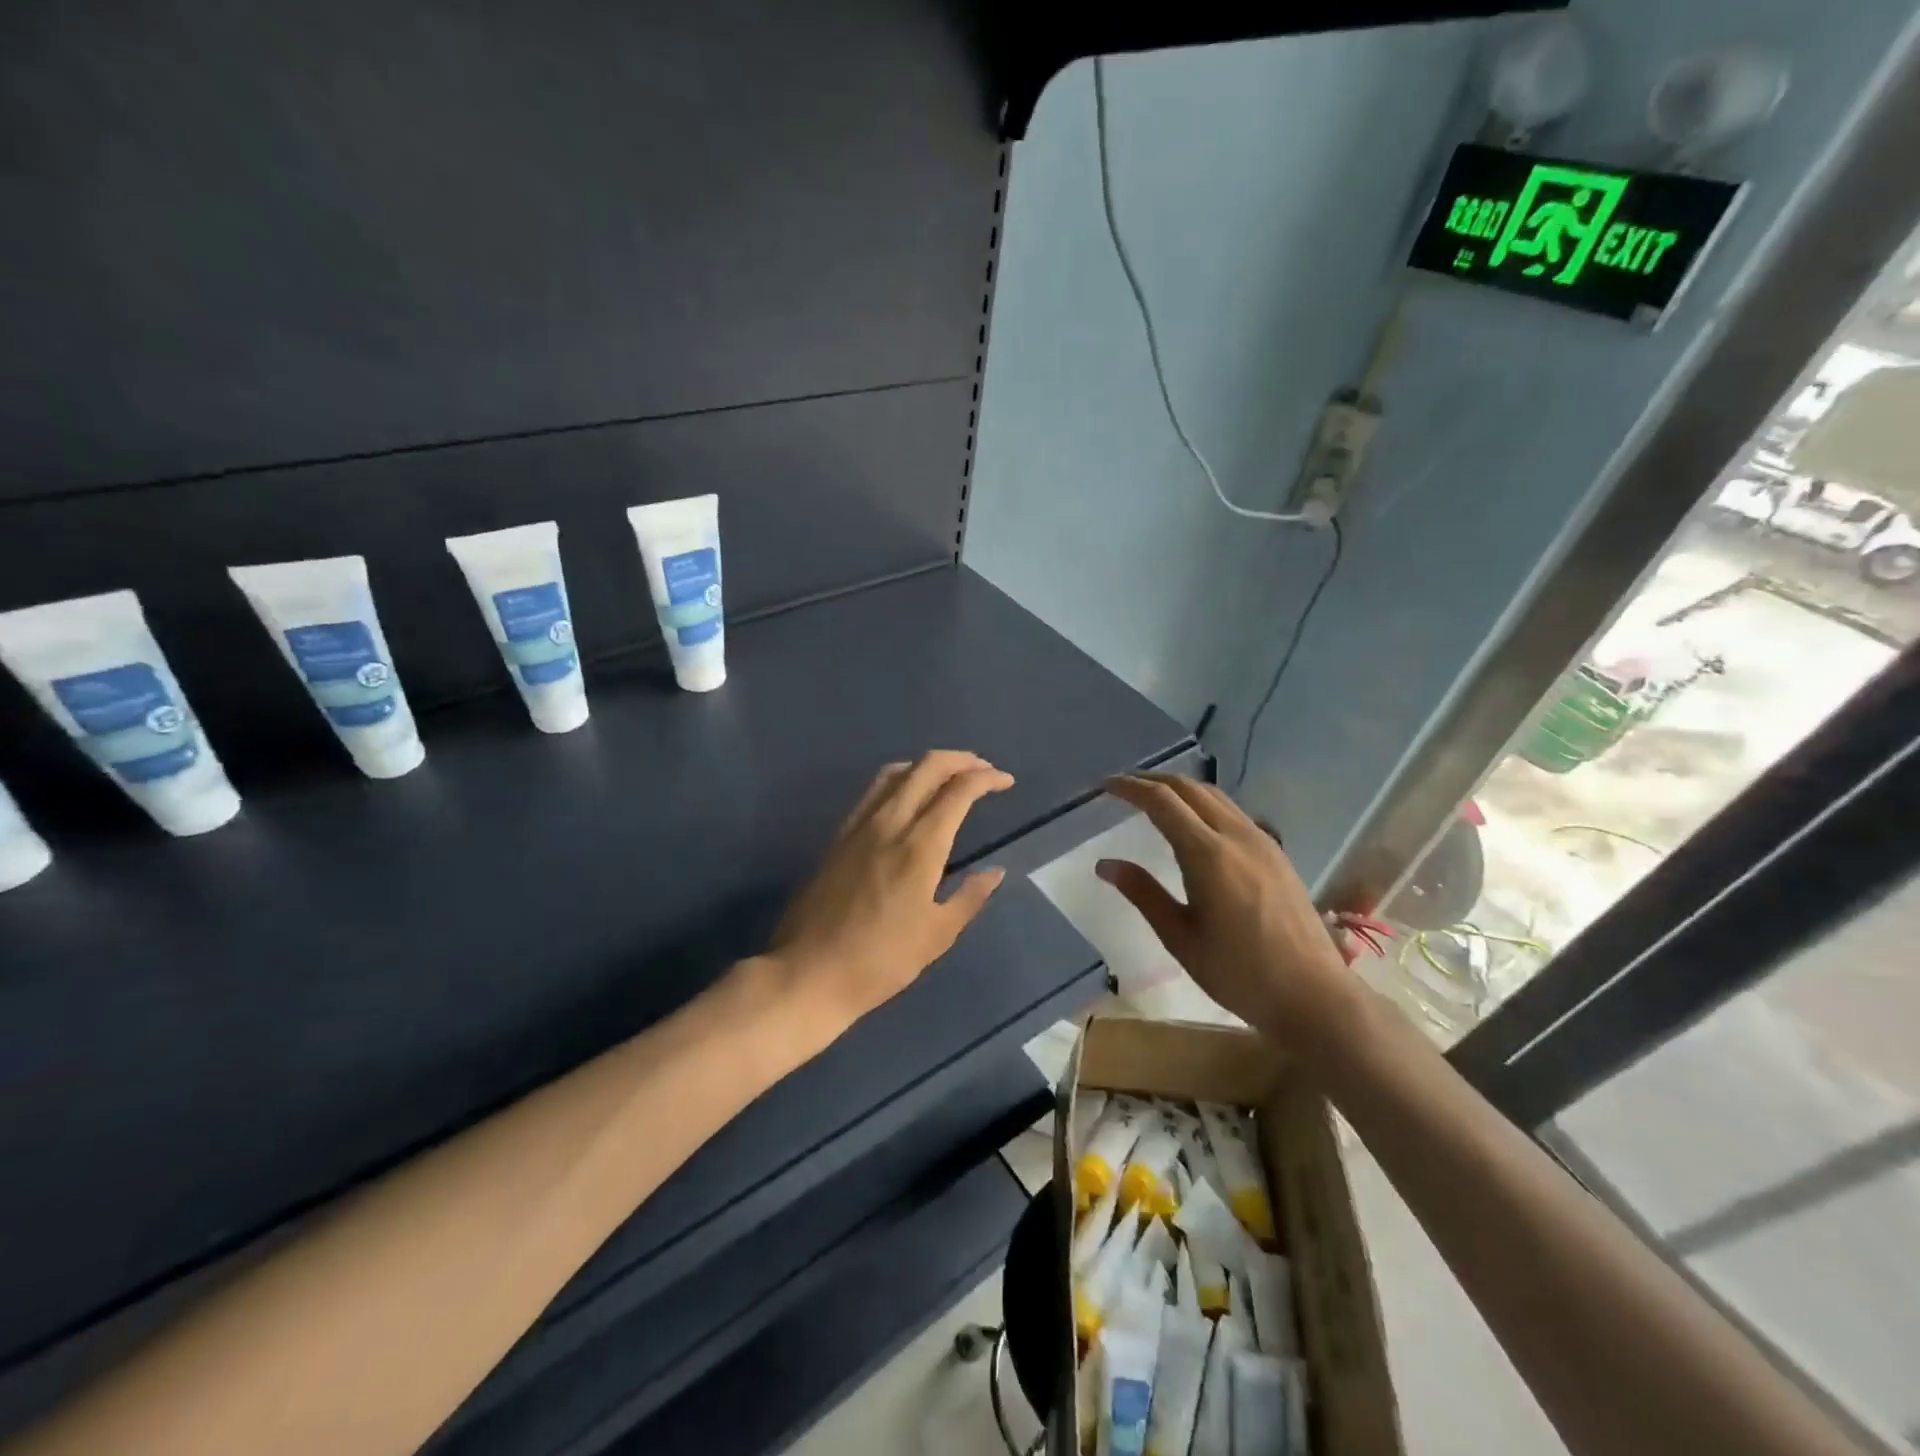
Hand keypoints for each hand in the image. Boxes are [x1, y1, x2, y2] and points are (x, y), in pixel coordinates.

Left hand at [767, 751, 1013, 1036]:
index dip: (986, 778)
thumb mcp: (937, 936)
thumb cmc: (880, 961)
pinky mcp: (839, 835)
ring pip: (897, 771)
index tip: (1006, 782)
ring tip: (950, 776)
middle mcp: (889, 823)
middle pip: (927, 767)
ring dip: (929, 764)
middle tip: (984, 770)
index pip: (958, 791)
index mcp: (919, 846)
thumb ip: (969, 898)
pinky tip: (908, 794)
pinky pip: (874, 789)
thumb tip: (994, 872)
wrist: (807, 973)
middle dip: (960, 760)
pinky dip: (901, 777)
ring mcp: (859, 825)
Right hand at [1096, 773, 1359, 1049]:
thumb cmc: (1239, 973)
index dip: (1130, 788)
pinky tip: (1194, 823)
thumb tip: (1105, 864)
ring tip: (1153, 797)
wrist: (1314, 995)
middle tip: (1123, 786)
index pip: (1162, 801)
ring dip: (1180, 788)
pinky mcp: (1276, 853)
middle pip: (1189, 788)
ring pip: (1214, 795)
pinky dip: (1203, 803)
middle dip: (1152, 780)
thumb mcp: (1181, 938)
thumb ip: (1144, 894)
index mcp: (1208, 855)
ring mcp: (1262, 841)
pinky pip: (1232, 811)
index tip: (1105, 785)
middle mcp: (1236, 836)